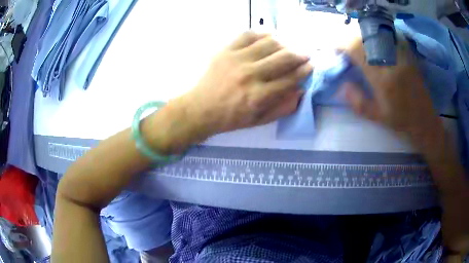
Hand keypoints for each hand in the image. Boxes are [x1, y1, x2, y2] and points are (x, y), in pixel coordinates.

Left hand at [178, 31, 312, 137]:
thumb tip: (301, 91)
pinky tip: (269, 37)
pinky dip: (262, 33)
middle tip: (305, 54)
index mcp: (259, 96)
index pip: (290, 78)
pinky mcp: (226, 50)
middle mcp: (250, 75)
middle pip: (284, 58)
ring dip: (284, 43)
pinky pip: (248, 35)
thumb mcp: (259, 120)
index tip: (311, 65)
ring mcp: (237, 60)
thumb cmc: (231, 117)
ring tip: (288, 47)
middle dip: (300, 54)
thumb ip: (283, 107)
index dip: (304, 71)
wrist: (201, 108)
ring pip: (269, 43)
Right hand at [340, 38, 443, 142]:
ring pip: (376, 35)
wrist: (425, 120)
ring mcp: (400, 56)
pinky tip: (375, 45)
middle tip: (346, 47)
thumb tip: (342, 85)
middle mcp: (391, 62)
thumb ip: (357, 102)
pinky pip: (388, 38)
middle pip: (365, 38)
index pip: (357, 50)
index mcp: (381, 79)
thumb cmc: (401, 121)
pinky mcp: (407, 54)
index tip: (336, 49)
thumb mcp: (376, 117)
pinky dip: (377, 38)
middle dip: (350, 38)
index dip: (342, 45)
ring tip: (359, 46)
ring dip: (362, 37)